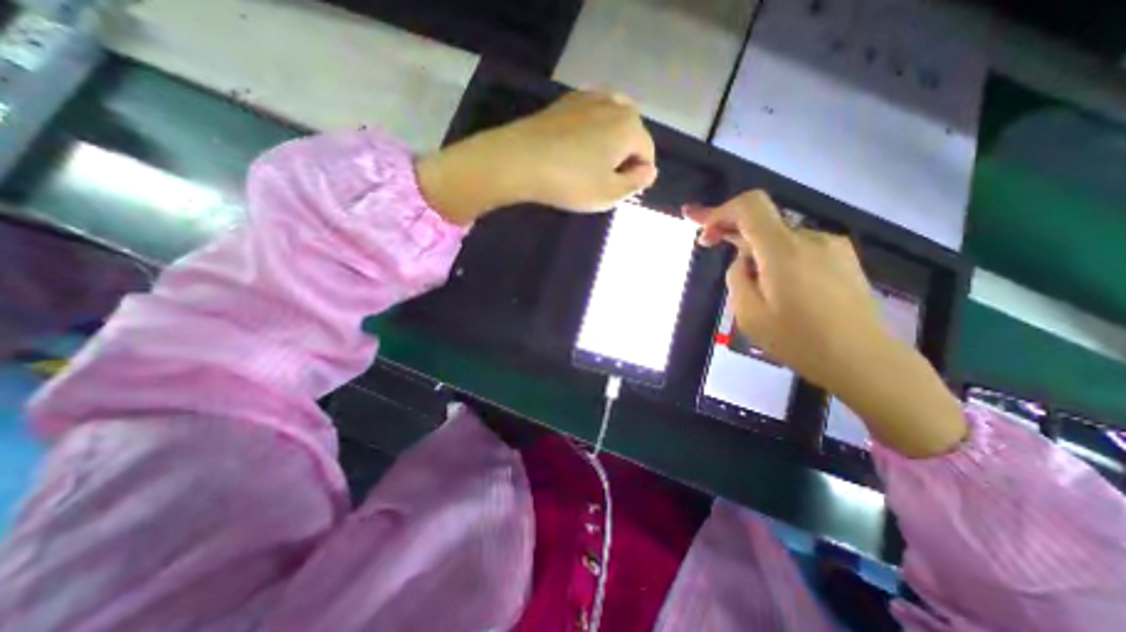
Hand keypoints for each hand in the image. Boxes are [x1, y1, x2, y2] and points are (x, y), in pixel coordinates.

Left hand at [417, 92, 657, 224]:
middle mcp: (614, 104)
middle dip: (624, 156)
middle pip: (631, 134)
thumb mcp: (609, 193)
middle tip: (602, 178)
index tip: (616, 191)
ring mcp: (588, 98)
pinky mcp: (566, 101)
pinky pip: (590, 116)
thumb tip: (650, 170)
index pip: (647, 154)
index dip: (636, 176)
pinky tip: (574, 148)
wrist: (519, 160)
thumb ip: (636, 183)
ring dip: (608, 143)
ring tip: (589, 164)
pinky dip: (590, 131)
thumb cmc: (570, 181)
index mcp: (630, 127)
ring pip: (611, 123)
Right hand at [687, 190, 967, 456]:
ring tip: (749, 282)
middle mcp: (809, 238)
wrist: (863, 359)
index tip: (703, 231)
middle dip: (731, 229)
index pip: (750, 206)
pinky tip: (776, 285)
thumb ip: (737, 277)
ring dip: (755, 249)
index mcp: (783, 250)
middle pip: (762, 220)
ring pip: (778, 237)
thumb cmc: (799, 340)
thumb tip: (744, 260)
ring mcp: (831, 246)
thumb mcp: (749, 314)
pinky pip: (797, 248)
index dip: (720, 211)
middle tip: (707, 242)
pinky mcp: (842, 257)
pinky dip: (776, 256)